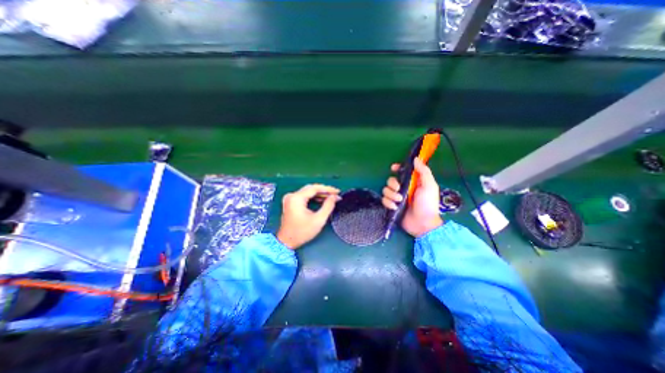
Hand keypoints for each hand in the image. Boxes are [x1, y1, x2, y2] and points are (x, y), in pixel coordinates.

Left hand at [276, 182, 338, 248]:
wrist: (286, 242)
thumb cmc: (302, 232)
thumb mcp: (318, 220)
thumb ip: (328, 206)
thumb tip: (334, 197)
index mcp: (297, 198)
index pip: (314, 188)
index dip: (327, 189)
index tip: (337, 191)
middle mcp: (292, 195)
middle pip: (311, 188)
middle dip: (324, 190)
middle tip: (335, 194)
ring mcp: (290, 198)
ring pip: (308, 192)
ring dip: (319, 194)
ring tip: (331, 197)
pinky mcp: (290, 202)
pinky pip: (304, 196)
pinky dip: (313, 197)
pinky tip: (321, 200)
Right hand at [382, 159, 443, 237]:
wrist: (423, 223)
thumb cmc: (428, 204)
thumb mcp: (429, 186)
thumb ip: (423, 172)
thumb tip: (416, 159)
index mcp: (412, 182)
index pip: (402, 172)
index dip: (397, 168)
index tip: (393, 168)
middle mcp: (403, 188)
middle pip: (390, 180)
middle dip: (393, 184)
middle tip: (399, 190)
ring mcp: (396, 198)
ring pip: (385, 190)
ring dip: (391, 195)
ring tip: (399, 201)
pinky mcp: (392, 206)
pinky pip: (384, 200)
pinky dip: (388, 203)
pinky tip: (395, 207)